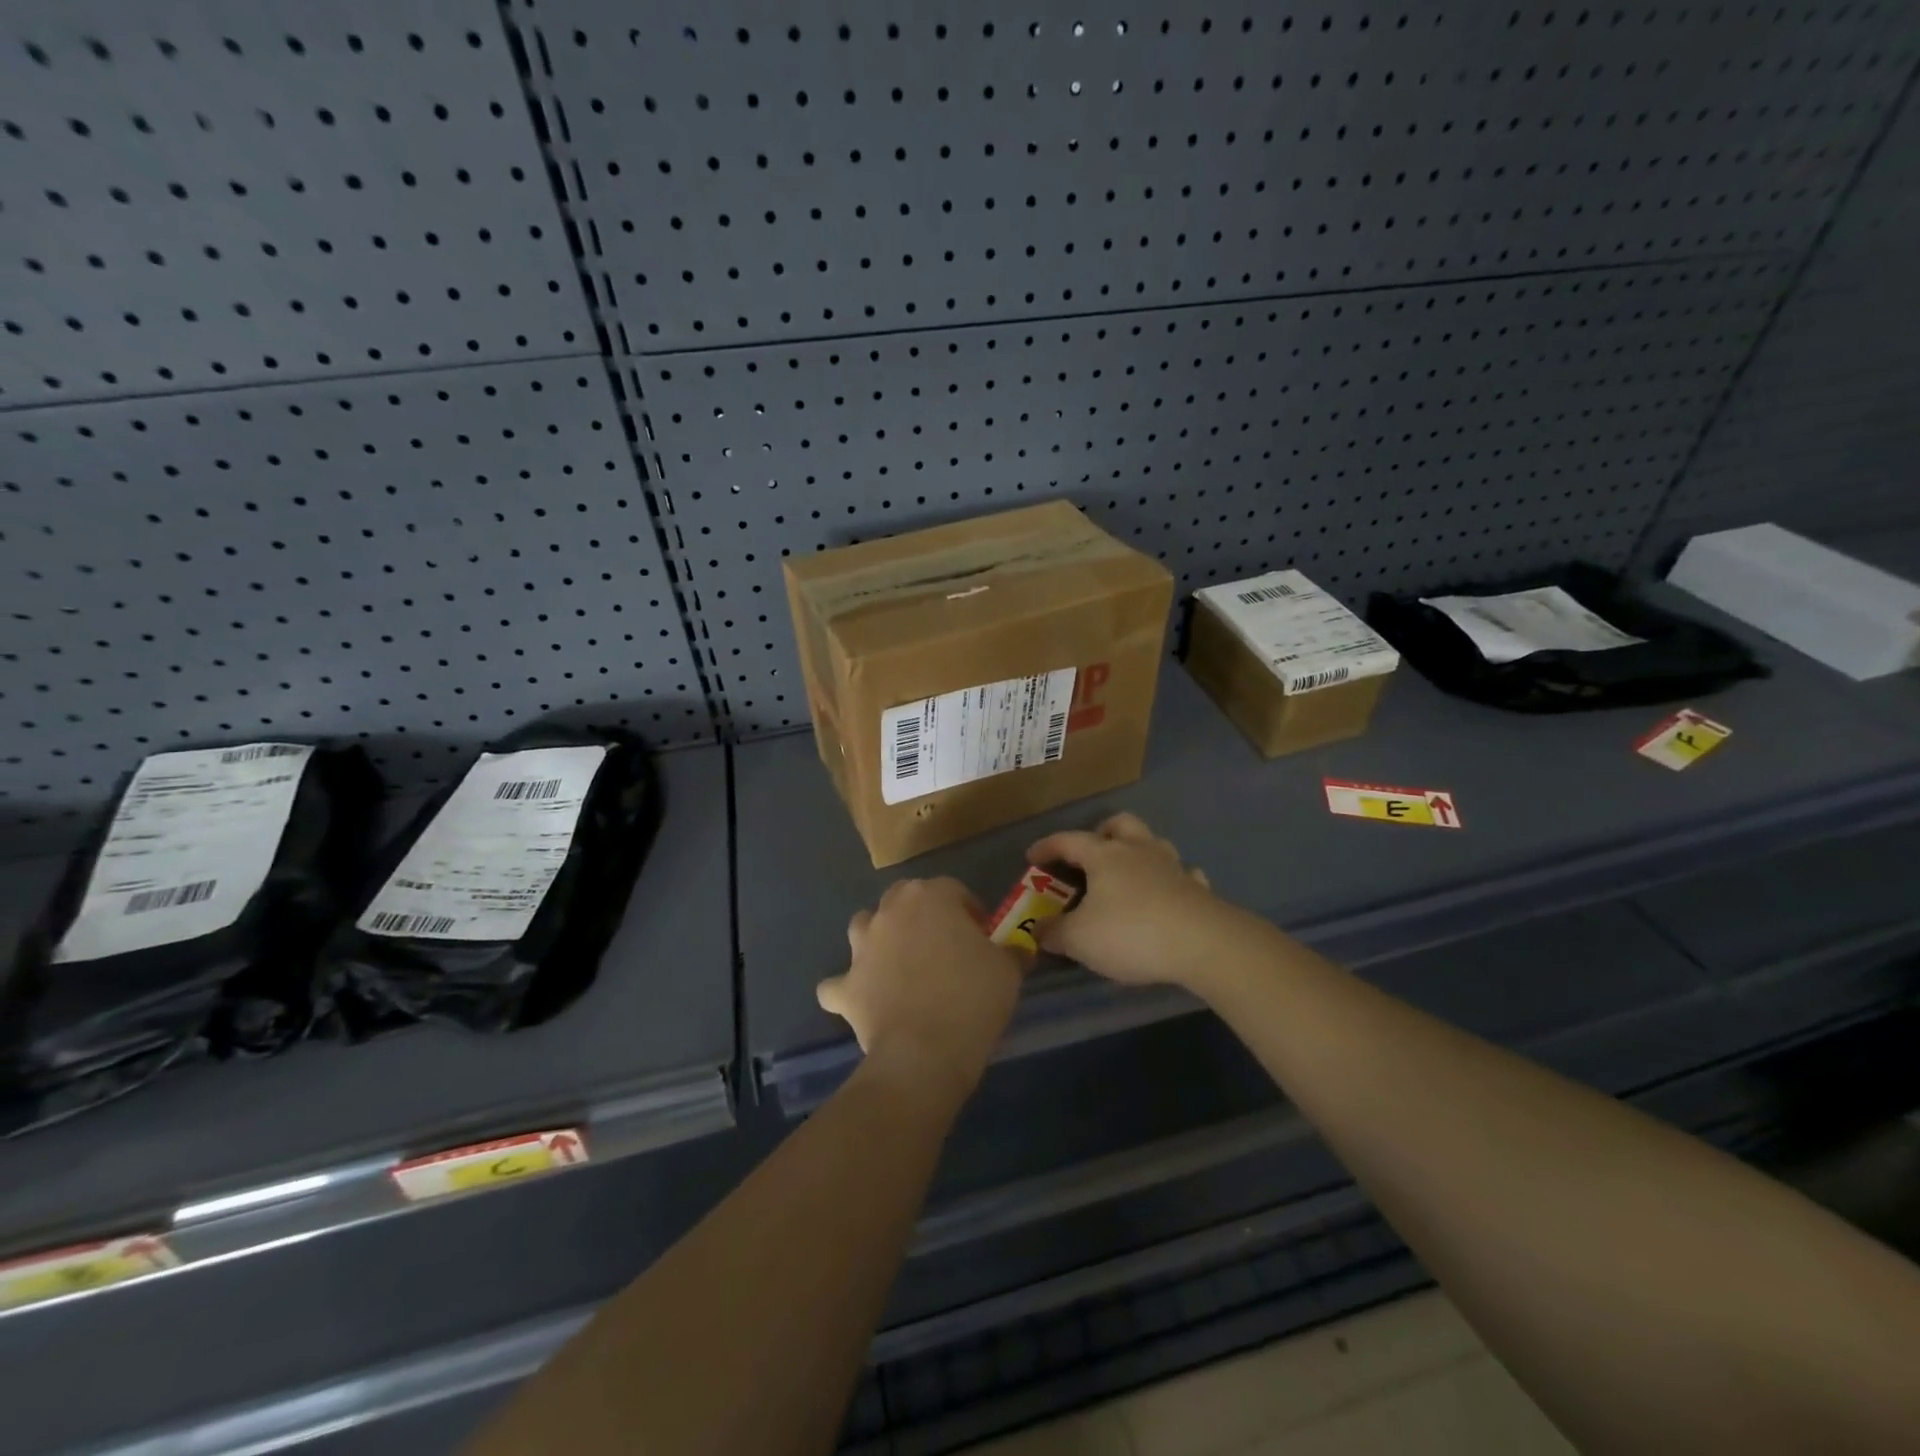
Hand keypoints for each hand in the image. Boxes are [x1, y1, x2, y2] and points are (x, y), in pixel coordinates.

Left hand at [817, 878, 1024, 1107]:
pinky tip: (861, 1000)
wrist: (925, 1053)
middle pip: (904, 898)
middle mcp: (890, 912)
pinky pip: (838, 983)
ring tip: (899, 963)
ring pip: (864, 927)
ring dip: (878, 938)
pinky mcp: (845, 986)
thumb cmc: (972, 999)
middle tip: (943, 946)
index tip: (983, 936)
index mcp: (930, 897)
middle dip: (921, 915)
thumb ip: (1010, 951)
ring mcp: (861, 948)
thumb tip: (1017, 950)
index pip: (953, 889)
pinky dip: (847, 989)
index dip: (969, 910)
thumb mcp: (1008, 970)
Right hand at [1027, 812, 1259, 988]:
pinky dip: (1172, 880)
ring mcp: (1173, 867)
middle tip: (1091, 854)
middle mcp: (1139, 851)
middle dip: (1103, 832)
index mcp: (1104, 855)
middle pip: (1120, 824)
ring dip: (1139, 852)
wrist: (1203, 944)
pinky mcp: (1198, 889)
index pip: (1068, 840)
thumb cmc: (1131, 933)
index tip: (1032, 857)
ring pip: (1154, 843)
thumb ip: (1054, 932)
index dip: (1047, 846)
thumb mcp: (1079, 940)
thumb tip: (1039, 929)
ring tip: (1128, 875)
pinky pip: (1184, 874)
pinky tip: (1167, 895)